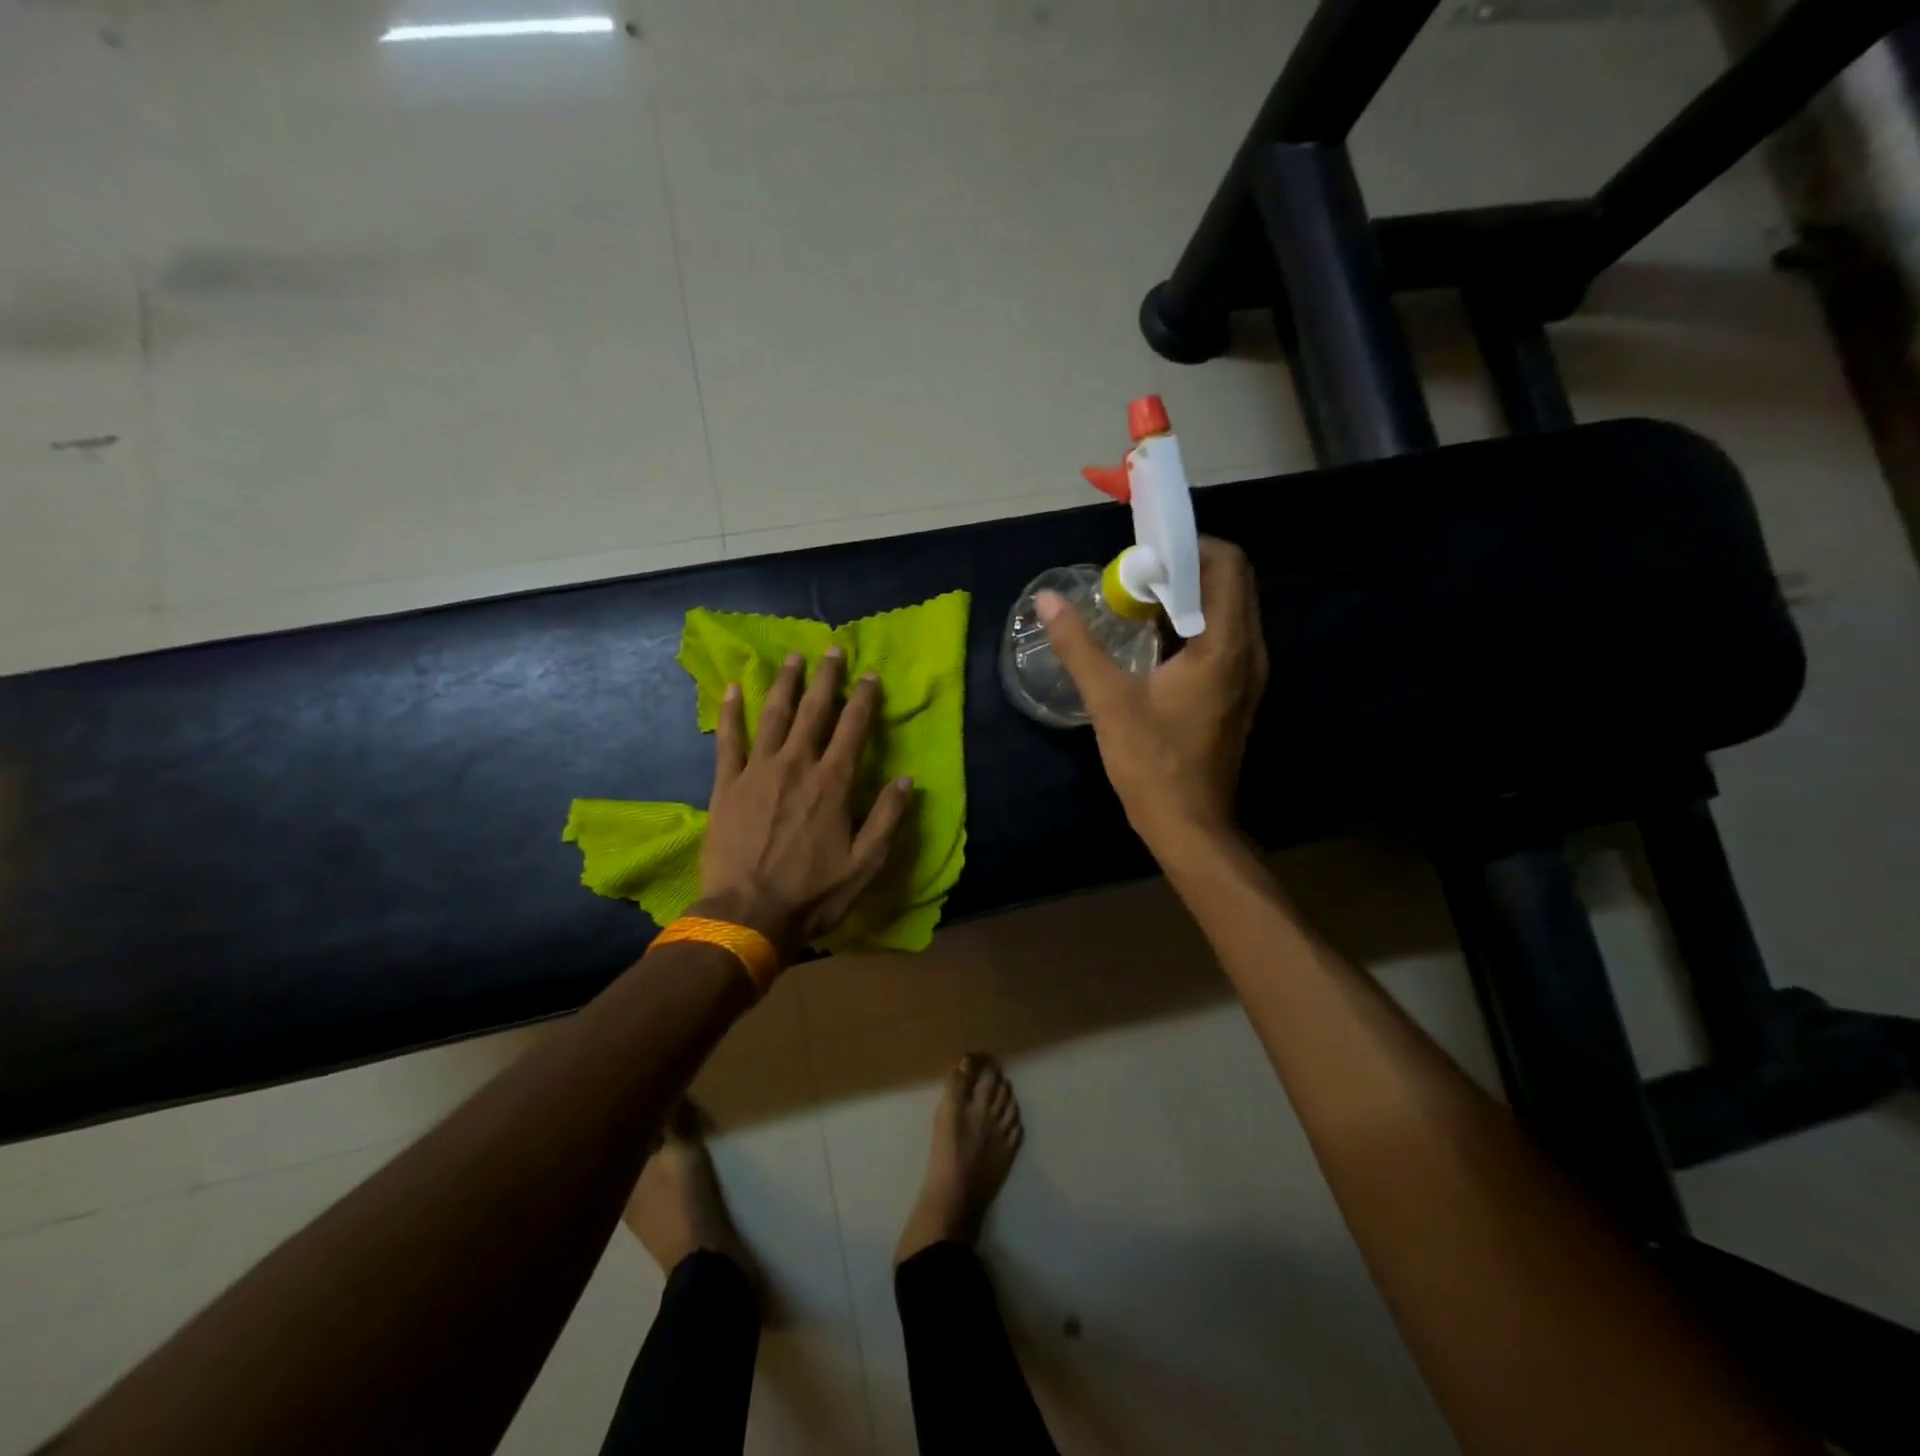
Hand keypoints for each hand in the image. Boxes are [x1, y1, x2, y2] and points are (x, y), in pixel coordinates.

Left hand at [699, 648, 913, 955]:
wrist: (747, 915)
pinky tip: (731, 689)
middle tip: (831, 650)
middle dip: (825, 678)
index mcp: (833, 783)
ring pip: (773, 716)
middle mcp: (797, 765)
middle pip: (814, 711)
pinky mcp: (726, 785)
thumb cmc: (812, 893)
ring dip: (783, 684)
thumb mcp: (865, 864)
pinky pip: (728, 740)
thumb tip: (907, 779)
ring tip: (791, 659)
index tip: (870, 675)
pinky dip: (730, 713)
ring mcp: (758, 771)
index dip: (864, 699)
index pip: (853, 729)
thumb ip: (887, 818)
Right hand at [1038, 536, 1267, 853]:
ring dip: (1186, 596)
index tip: (1143, 553)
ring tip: (1136, 601)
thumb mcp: (1109, 701)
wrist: (1189, 826)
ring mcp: (1247, 673)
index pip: (1226, 564)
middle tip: (1134, 574)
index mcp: (1225, 645)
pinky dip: (1191, 624)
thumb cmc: (1152, 763)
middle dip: (1184, 567)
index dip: (1187, 546)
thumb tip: (1048, 600)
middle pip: (1230, 582)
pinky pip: (1222, 636)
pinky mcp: (1236, 691)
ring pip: (1226, 609)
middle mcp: (1248, 651)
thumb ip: (1079, 645)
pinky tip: (1151, 639)